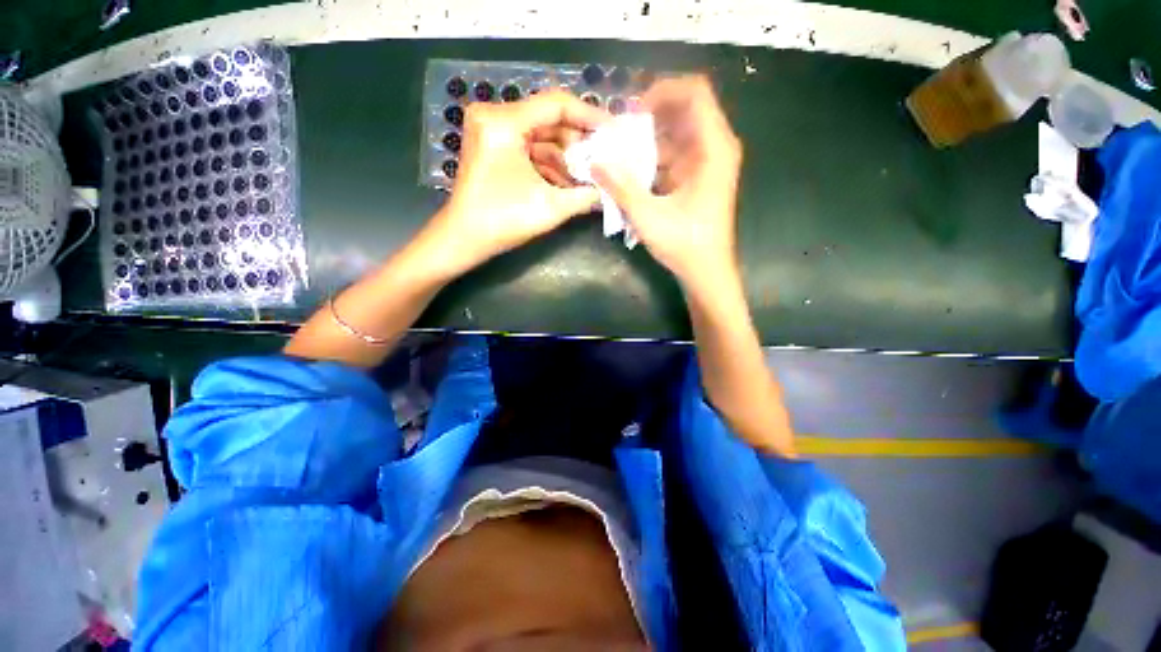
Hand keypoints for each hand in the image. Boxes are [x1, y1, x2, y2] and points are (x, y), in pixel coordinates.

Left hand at [432, 90, 609, 270]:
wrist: (464, 239)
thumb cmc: (503, 221)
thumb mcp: (551, 207)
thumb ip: (586, 196)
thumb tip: (612, 189)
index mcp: (504, 122)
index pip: (557, 104)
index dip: (589, 116)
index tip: (613, 131)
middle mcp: (495, 117)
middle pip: (549, 120)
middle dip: (578, 143)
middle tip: (605, 159)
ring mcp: (492, 132)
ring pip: (541, 137)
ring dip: (566, 158)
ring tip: (591, 176)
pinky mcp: (493, 147)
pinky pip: (529, 149)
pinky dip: (549, 164)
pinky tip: (570, 182)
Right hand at [592, 76, 742, 289]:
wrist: (707, 272)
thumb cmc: (684, 244)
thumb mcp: (648, 215)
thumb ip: (620, 187)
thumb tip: (594, 162)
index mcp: (713, 148)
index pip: (695, 92)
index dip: (661, 91)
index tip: (632, 111)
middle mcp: (716, 148)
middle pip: (684, 110)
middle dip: (650, 116)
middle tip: (620, 131)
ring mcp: (709, 163)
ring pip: (678, 133)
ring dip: (649, 138)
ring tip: (621, 151)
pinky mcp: (699, 178)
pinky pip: (676, 154)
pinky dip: (655, 157)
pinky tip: (634, 171)